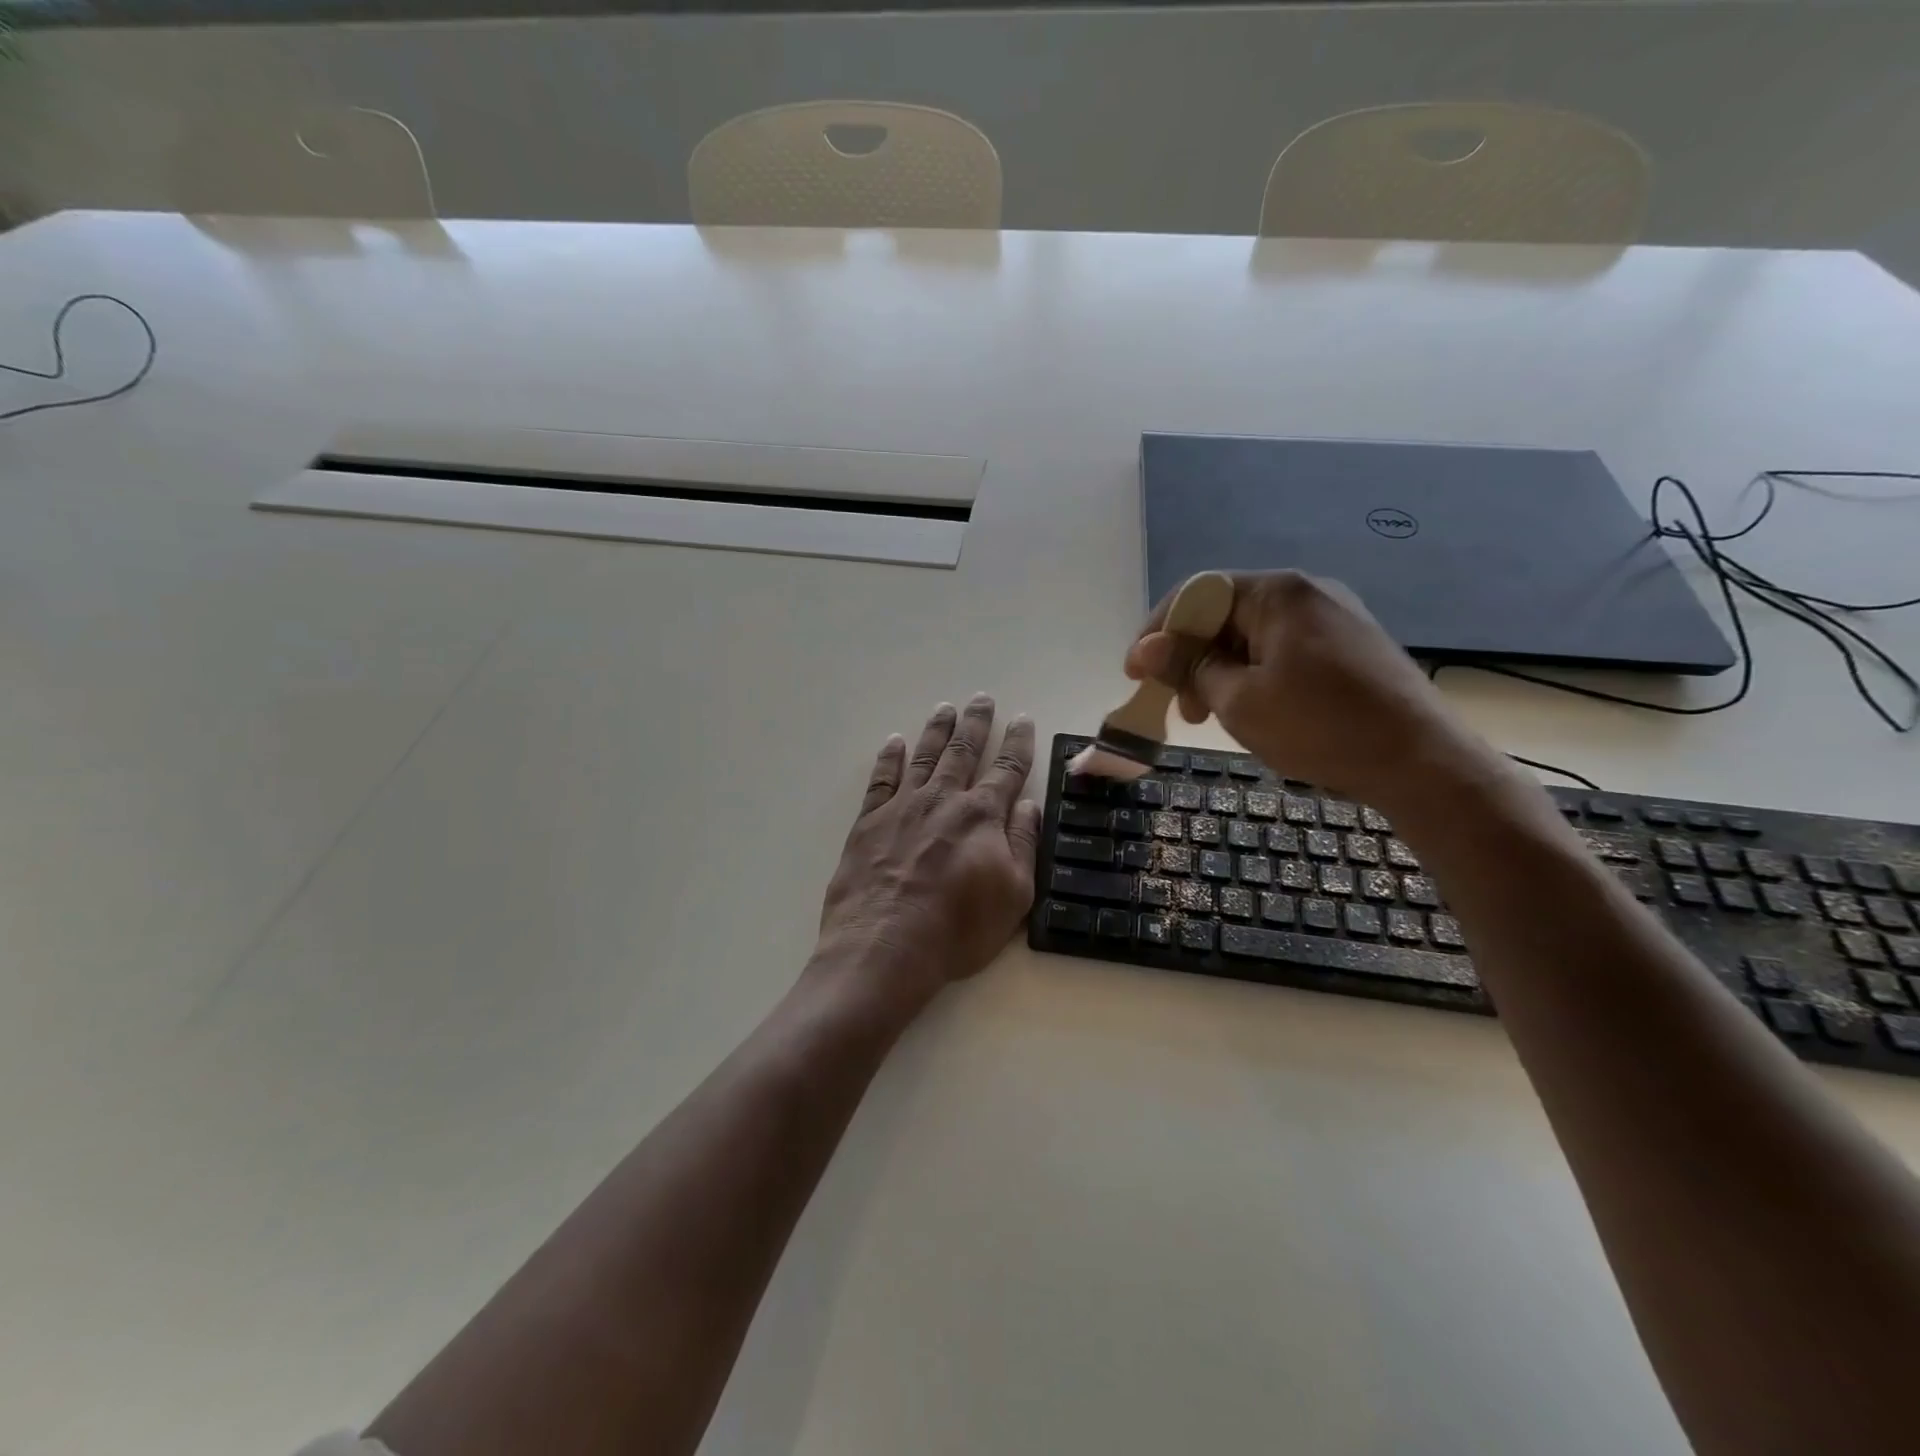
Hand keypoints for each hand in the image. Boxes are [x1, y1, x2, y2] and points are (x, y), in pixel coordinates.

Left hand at [816, 695, 1041, 1003]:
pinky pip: (881, 779)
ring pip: (924, 755)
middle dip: (976, 722)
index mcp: (982, 815)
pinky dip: (888, 757)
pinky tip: (894, 741)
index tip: (1023, 719)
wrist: (885, 947)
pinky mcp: (869, 821)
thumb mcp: (1013, 895)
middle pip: (963, 751)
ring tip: (945, 707)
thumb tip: (1029, 804)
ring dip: (937, 730)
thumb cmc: (957, 928)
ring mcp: (902, 806)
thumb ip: (1023, 844)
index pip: (1007, 769)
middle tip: (982, 698)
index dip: (1018, 743)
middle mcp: (943, 799)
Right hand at [1125, 570, 1488, 810]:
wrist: (1421, 762)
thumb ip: (1189, 667)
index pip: (1196, 593)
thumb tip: (1146, 647)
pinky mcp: (1349, 646)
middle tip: (1178, 707)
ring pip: (1252, 635)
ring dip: (1219, 671)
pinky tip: (1252, 711)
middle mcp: (1306, 592)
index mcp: (1277, 593)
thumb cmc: (1320, 727)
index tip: (1134, 674)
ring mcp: (1333, 617)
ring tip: (1210, 717)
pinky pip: (1282, 649)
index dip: (1158, 632)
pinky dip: (1253, 675)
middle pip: (1224, 613)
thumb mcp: (1239, 700)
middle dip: (1190, 657)